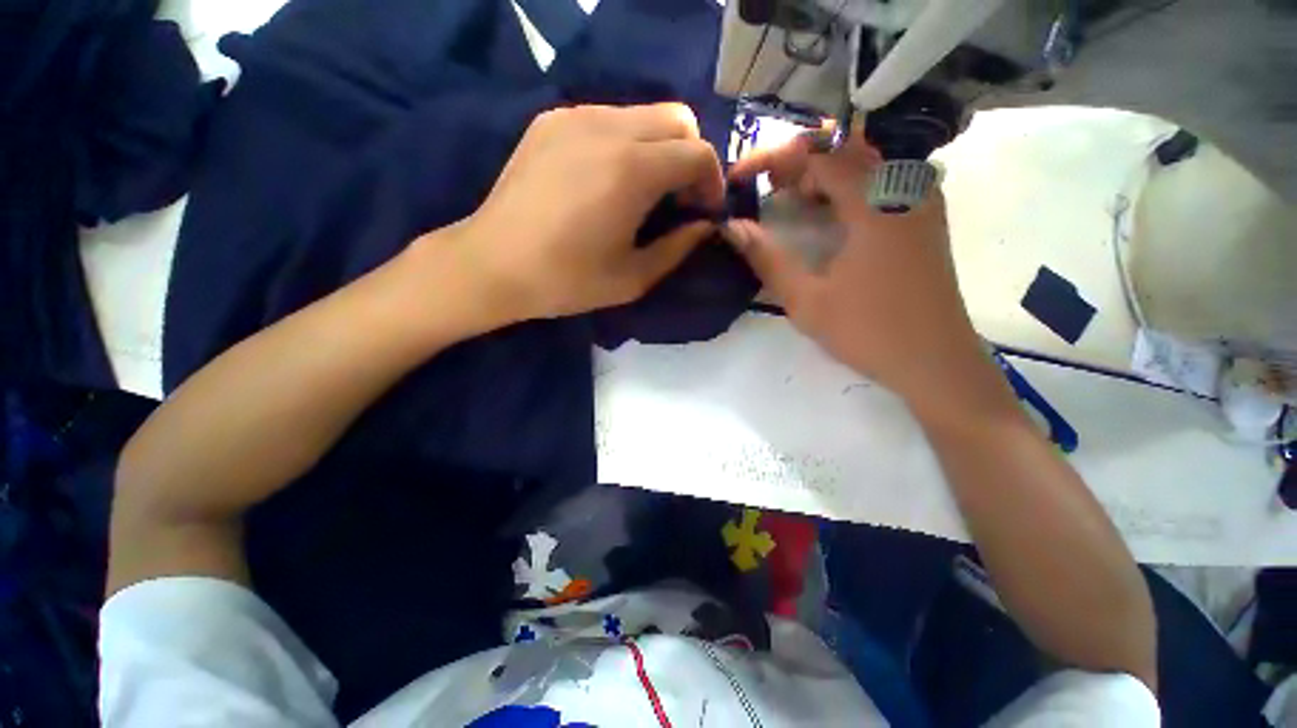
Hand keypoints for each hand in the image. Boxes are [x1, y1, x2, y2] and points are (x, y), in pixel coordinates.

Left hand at [424, 103, 723, 324]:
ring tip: (643, 191)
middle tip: (678, 198)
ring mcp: (575, 117)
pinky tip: (607, 179)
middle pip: (678, 118)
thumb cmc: (567, 280)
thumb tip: (703, 226)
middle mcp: (608, 128)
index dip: (712, 182)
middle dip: (690, 157)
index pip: (698, 152)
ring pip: (643, 114)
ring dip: (658, 148)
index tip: (704, 211)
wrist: (492, 264)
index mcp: (632, 170)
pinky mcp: (551, 121)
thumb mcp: (633, 278)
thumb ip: (678, 248)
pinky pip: (608, 118)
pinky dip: (625, 142)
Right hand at [725, 132, 986, 407]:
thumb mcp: (806, 300)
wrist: (935, 362)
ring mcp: (921, 200)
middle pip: (843, 149)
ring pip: (865, 162)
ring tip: (789, 203)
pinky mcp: (924, 218)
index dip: (772, 160)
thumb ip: (767, 258)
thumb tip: (731, 227)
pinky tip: (827, 217)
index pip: (817, 155)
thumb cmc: (868, 332)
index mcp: (876, 202)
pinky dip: (846, 188)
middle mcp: (904, 187)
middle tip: (765, 190)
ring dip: (821, 174)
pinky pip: (882, 181)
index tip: (740, 177)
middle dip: (796, 163)